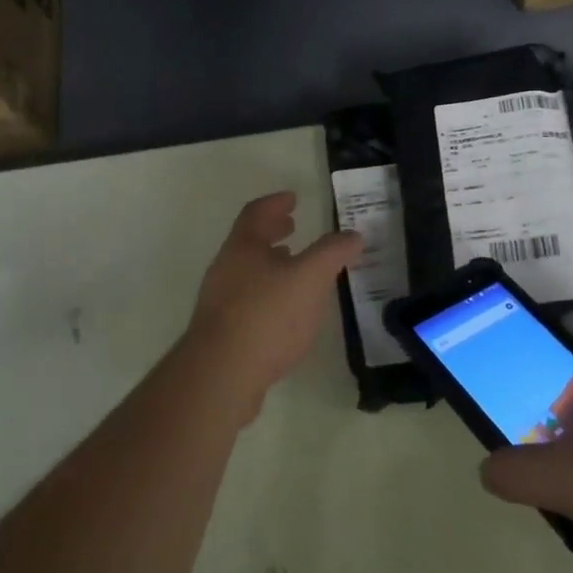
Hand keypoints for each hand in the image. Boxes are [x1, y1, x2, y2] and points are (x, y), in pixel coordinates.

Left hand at [184, 192, 363, 418]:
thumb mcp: (310, 277)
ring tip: (294, 268)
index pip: (256, 213)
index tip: (292, 198)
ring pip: (247, 271)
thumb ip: (333, 253)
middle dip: (272, 232)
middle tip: (292, 227)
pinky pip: (247, 300)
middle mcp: (226, 268)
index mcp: (243, 247)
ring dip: (270, 264)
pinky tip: (284, 311)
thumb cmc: (267, 314)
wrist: (222, 374)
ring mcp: (219, 301)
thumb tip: (353, 235)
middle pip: (249, 241)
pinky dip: (268, 293)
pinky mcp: (222, 332)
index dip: (275, 203)